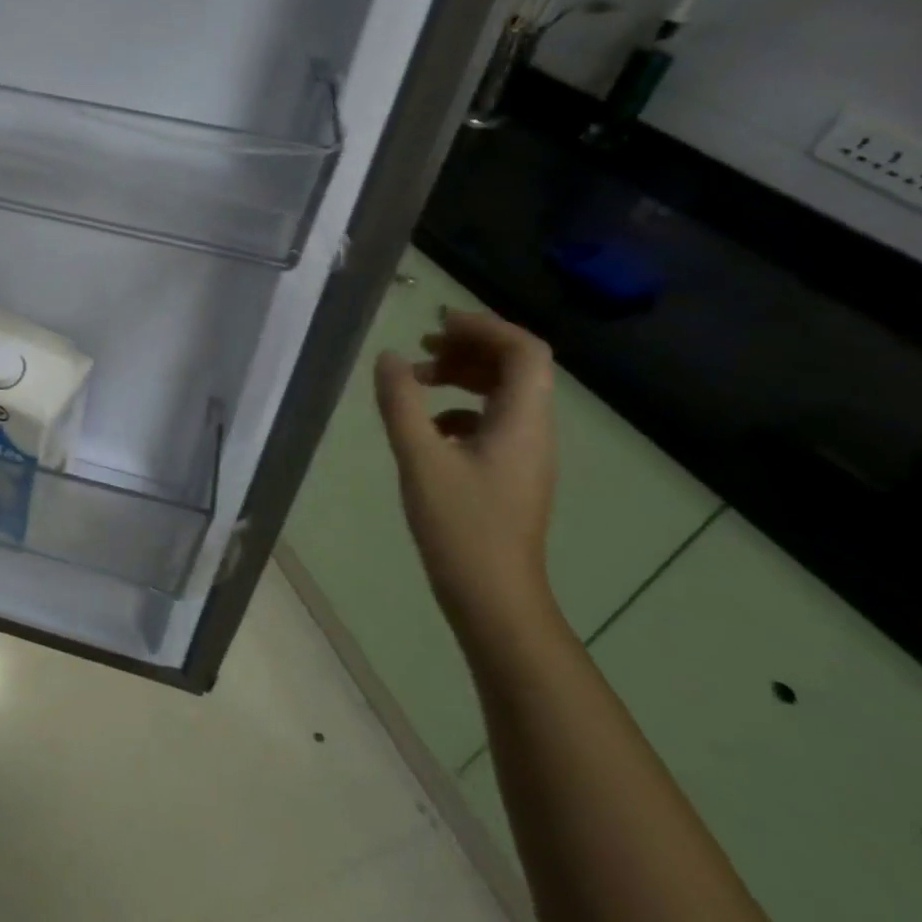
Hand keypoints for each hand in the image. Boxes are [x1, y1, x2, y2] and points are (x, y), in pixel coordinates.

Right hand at [373, 310, 560, 648]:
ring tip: (417, 378)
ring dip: (462, 376)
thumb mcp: (420, 458)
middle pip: (515, 367)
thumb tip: (388, 357)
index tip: (437, 322)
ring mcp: (524, 454)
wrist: (494, 598)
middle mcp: (534, 430)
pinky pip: (492, 421)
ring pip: (502, 394)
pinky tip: (426, 427)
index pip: (523, 350)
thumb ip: (401, 402)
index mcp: (523, 420)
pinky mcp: (510, 474)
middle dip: (469, 347)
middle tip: (422, 345)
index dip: (484, 326)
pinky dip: (459, 408)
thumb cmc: (461, 527)